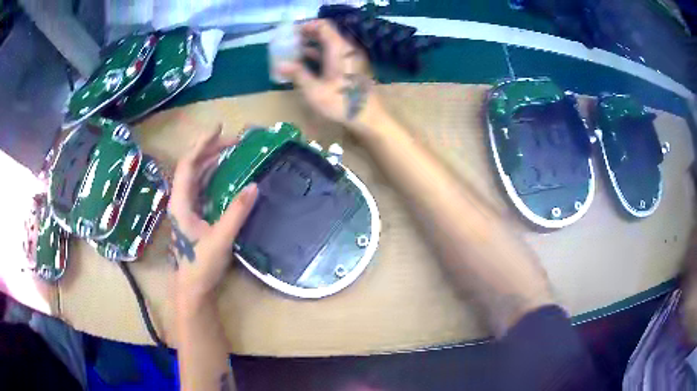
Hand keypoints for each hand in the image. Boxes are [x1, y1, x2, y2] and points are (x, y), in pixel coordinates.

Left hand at [168, 126, 257, 308]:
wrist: (194, 288)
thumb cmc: (201, 265)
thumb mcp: (221, 239)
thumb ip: (237, 212)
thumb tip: (255, 185)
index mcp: (181, 202)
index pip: (188, 164)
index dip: (202, 144)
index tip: (219, 128)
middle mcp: (181, 200)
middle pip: (193, 166)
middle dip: (211, 149)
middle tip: (233, 140)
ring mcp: (187, 207)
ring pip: (197, 176)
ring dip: (212, 160)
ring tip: (231, 150)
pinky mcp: (194, 215)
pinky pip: (203, 187)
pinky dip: (214, 175)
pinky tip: (226, 173)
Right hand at [278, 19, 382, 133]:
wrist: (368, 118)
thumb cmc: (342, 103)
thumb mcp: (315, 91)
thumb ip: (298, 74)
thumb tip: (279, 65)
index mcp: (339, 49)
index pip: (324, 26)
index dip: (307, 26)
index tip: (291, 32)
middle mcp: (346, 50)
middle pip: (326, 34)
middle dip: (306, 36)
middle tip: (289, 42)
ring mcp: (349, 59)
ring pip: (329, 45)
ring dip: (311, 46)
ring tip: (293, 52)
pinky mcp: (350, 68)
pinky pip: (333, 55)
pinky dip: (319, 56)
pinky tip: (305, 63)